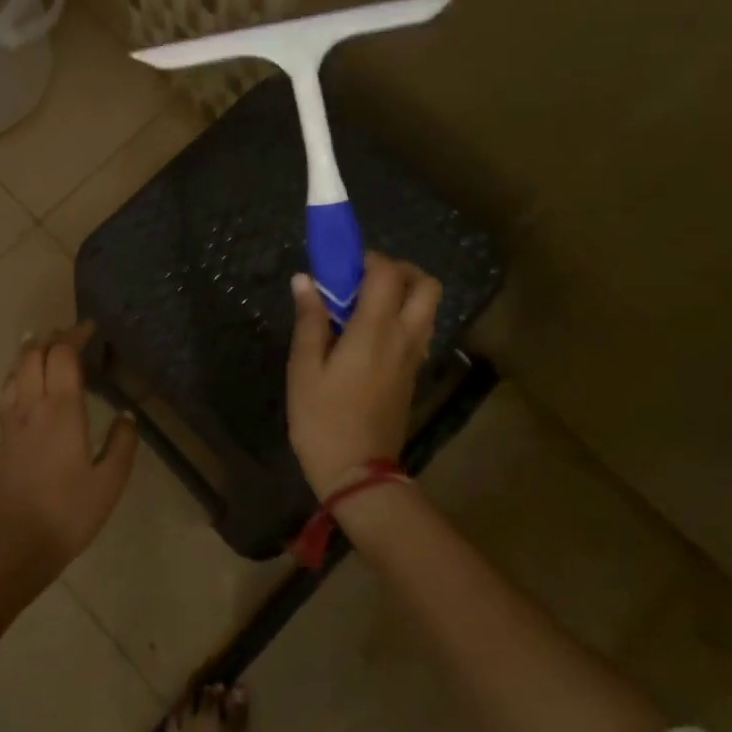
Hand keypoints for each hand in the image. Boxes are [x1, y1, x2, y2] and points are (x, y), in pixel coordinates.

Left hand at [0, 320, 136, 572]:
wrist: (14, 545)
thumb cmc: (68, 513)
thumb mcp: (109, 482)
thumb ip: (122, 444)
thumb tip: (126, 416)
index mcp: (61, 410)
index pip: (62, 355)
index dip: (75, 335)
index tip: (90, 328)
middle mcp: (31, 406)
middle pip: (32, 354)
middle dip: (50, 338)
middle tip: (70, 337)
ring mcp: (9, 422)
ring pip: (14, 371)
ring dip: (30, 354)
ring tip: (45, 351)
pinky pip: (5, 394)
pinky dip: (17, 378)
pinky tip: (25, 389)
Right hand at [286, 253, 441, 496]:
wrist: (358, 473)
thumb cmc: (322, 419)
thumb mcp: (304, 369)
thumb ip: (309, 320)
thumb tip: (305, 280)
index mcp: (375, 331)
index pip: (388, 274)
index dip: (368, 258)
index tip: (341, 266)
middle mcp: (404, 337)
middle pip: (426, 285)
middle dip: (399, 270)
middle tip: (364, 279)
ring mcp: (413, 357)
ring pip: (427, 308)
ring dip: (403, 294)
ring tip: (364, 305)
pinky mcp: (412, 374)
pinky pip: (419, 330)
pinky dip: (402, 317)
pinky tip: (368, 333)